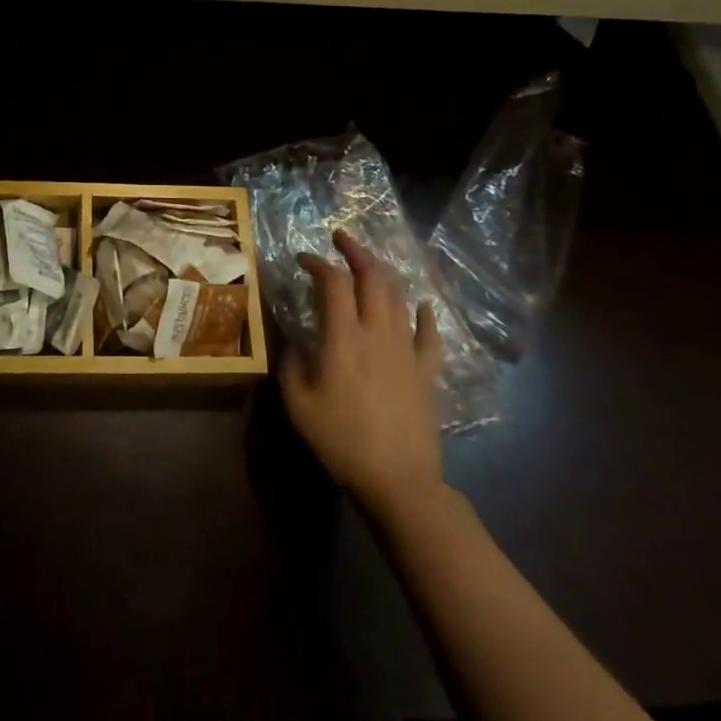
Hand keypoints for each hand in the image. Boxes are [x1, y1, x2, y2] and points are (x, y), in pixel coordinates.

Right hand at [279, 231, 445, 517]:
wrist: (399, 481)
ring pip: (398, 296)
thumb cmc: (341, 440)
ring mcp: (407, 349)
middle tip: (340, 238)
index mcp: (344, 336)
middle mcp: (378, 332)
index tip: (302, 259)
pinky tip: (421, 305)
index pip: (333, 282)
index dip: (317, 263)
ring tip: (368, 264)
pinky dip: (424, 314)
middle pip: (372, 277)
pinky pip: (429, 333)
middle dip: (356, 251)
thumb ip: (290, 363)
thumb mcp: (298, 403)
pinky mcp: (427, 371)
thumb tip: (293, 340)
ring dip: (382, 273)